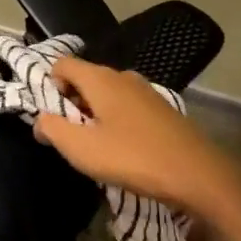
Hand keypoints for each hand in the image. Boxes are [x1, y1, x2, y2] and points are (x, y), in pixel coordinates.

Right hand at [33, 58, 228, 214]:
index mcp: (100, 78)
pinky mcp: (163, 109)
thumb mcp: (82, 149)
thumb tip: (40, 121)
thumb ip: (52, 130)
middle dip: (72, 104)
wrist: (200, 176)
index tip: (53, 118)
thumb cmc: (134, 158)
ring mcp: (146, 91)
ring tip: (99, 147)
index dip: (49, 86)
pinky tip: (125, 150)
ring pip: (107, 94)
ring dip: (95, 115)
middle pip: (84, 79)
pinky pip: (127, 106)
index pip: (61, 64)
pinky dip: (117, 121)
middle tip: (73, 138)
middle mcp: (122, 76)